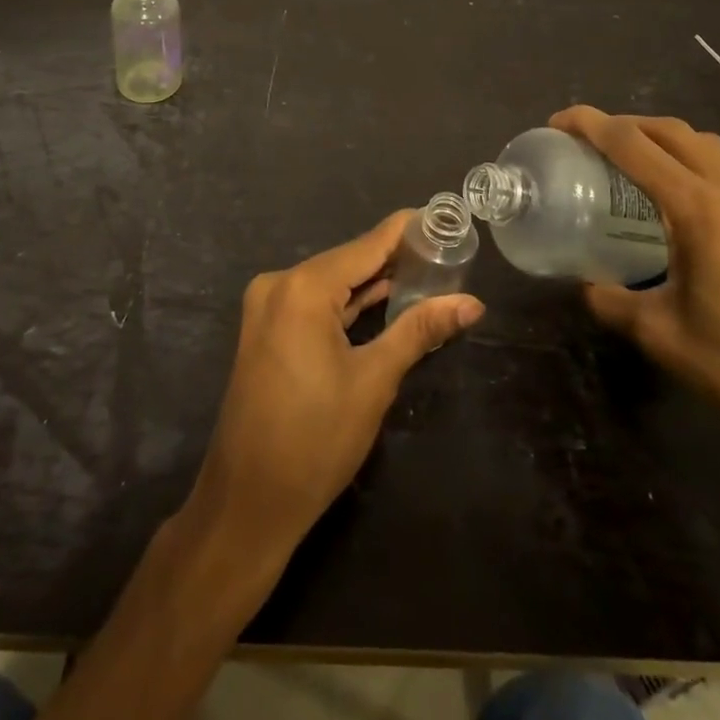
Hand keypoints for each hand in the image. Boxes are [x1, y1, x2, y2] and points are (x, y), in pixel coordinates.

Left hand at [190, 211, 484, 555]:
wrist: (247, 502)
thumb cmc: (315, 441)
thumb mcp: (374, 381)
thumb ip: (419, 331)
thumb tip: (472, 304)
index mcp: (303, 287)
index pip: (367, 245)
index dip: (406, 231)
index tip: (443, 217)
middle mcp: (280, 284)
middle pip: (348, 260)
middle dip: (395, 258)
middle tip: (446, 251)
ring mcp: (268, 307)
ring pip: (332, 282)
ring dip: (373, 282)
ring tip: (425, 271)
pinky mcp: (266, 329)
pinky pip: (315, 302)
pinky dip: (347, 302)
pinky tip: (383, 300)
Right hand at [552, 106, 719, 478]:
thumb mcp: (663, 337)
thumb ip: (613, 303)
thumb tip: (585, 286)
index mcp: (700, 209)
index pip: (634, 145)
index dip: (591, 125)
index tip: (557, 122)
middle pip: (672, 131)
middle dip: (624, 124)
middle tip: (587, 141)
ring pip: (704, 145)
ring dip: (661, 139)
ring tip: (627, 162)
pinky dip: (689, 161)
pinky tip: (674, 199)